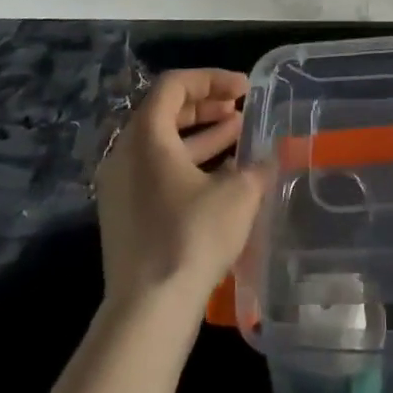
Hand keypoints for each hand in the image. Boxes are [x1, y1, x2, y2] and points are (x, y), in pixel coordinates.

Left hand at [93, 69, 270, 318]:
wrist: (147, 313)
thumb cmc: (191, 237)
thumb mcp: (237, 194)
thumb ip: (256, 166)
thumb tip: (271, 156)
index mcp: (146, 135)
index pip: (175, 85)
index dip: (212, 79)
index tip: (245, 89)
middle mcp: (125, 153)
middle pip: (166, 112)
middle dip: (207, 107)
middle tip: (241, 109)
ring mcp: (120, 187)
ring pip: (163, 144)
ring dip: (202, 136)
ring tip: (240, 136)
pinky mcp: (125, 216)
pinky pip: (157, 172)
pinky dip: (189, 164)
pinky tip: (223, 178)